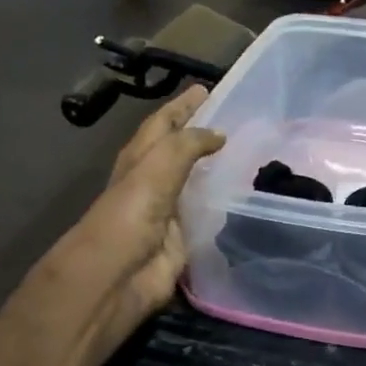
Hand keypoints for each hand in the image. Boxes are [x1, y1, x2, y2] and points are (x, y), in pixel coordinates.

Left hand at [66, 87, 223, 346]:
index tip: (206, 90)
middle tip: (235, 120)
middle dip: (201, 134)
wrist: (118, 275)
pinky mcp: (184, 240)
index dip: (182, 106)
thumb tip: (219, 134)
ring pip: (195, 182)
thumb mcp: (158, 165)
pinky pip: (206, 215)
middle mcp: (154, 182)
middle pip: (180, 151)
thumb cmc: (131, 213)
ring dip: (215, 169)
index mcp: (141, 158)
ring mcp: (169, 212)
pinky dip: (222, 204)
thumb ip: (189, 145)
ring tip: (247, 154)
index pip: (163, 123)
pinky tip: (244, 198)